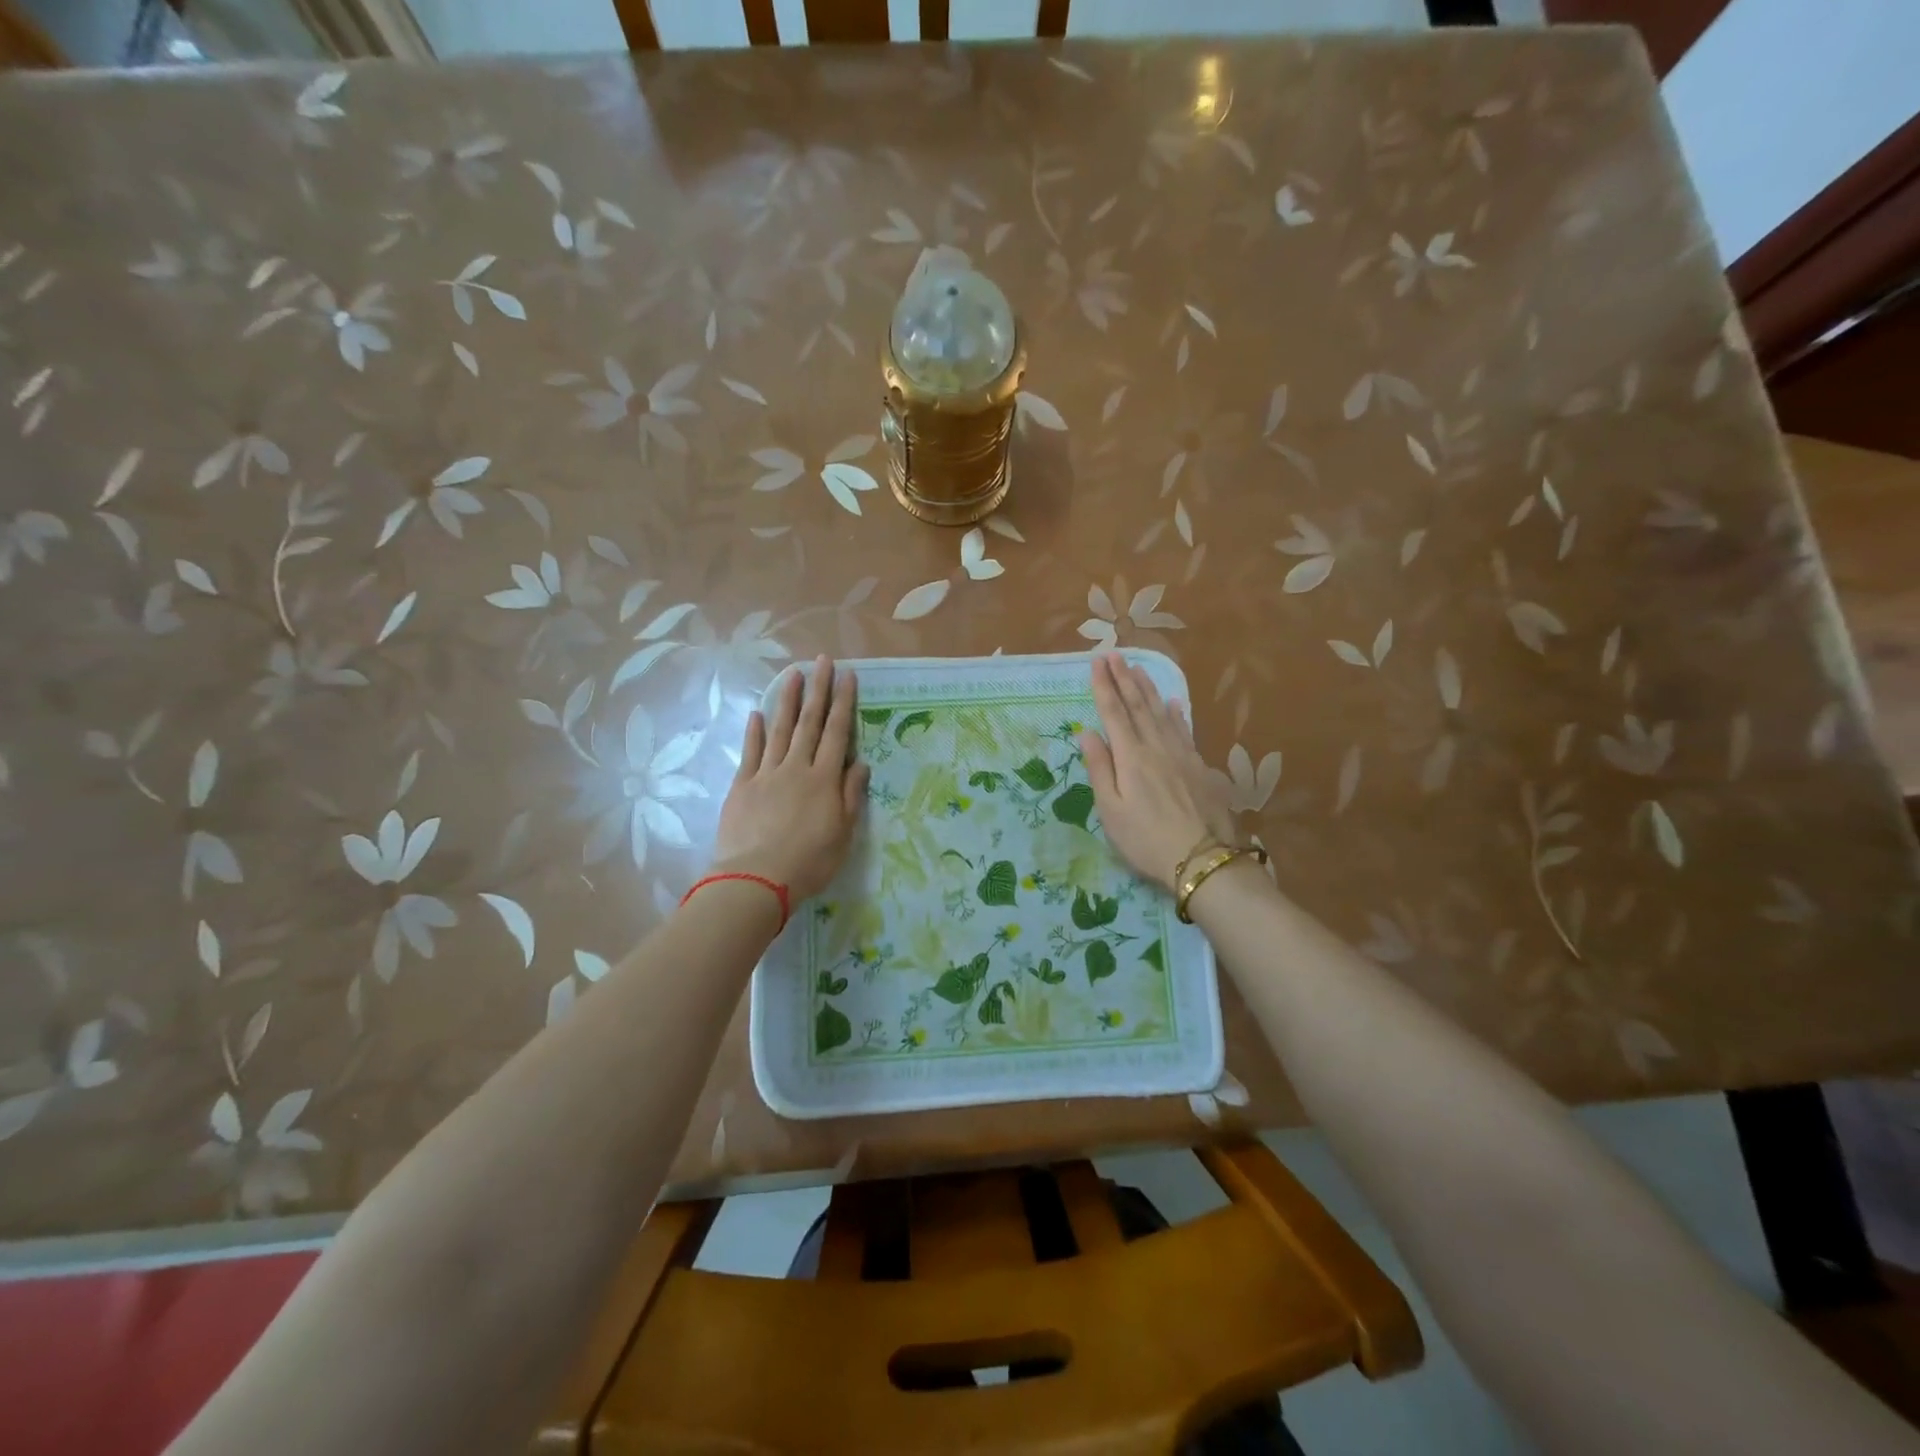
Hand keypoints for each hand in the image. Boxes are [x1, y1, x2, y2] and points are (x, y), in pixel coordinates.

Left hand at [713, 655, 869, 901]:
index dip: (843, 702)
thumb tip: (860, 763)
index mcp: (824, 779)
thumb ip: (851, 796)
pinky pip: (750, 752)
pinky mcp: (742, 786)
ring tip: (793, 674)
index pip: (838, 733)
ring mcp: (766, 774)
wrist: (756, 880)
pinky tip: (757, 713)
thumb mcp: (843, 834)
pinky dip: (755, 731)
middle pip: (810, 723)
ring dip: (788, 700)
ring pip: (780, 730)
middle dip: (818, 690)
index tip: (847, 675)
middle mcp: (797, 768)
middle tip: (822, 660)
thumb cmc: (809, 862)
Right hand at [1079, 653, 1237, 892]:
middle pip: (1138, 705)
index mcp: (1130, 757)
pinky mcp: (1200, 766)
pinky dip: (1176, 712)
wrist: (1203, 859)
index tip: (1096, 662)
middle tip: (1114, 654)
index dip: (1104, 686)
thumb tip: (1087, 732)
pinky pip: (1185, 729)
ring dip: (1148, 688)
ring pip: (1162, 712)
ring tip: (1138, 668)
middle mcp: (1156, 747)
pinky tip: (1173, 703)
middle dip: (1124, 678)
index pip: (1113, 713)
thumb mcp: (1111, 810)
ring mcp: (1182, 755)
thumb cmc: (1146, 840)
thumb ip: (1099, 769)